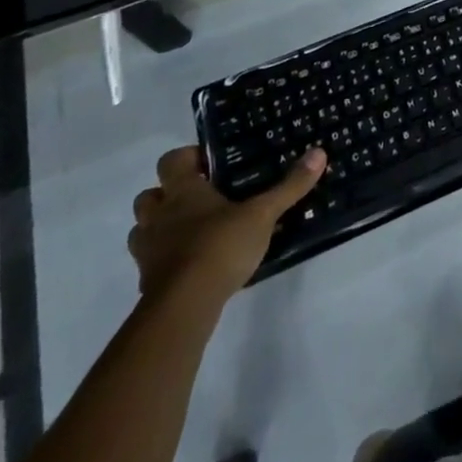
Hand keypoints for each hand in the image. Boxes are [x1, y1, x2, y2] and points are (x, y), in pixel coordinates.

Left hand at [128, 146, 322, 303]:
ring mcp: (149, 252)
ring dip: (160, 228)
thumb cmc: (220, 247)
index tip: (209, 163)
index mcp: (183, 192)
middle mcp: (160, 217)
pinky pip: (151, 263)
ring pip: (143, 231)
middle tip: (199, 198)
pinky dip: (165, 261)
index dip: (186, 158)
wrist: (183, 309)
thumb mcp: (263, 214)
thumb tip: (319, 153)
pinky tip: (191, 266)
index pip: (170, 161)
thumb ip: (289, 186)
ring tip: (192, 231)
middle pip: (148, 196)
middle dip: (167, 195)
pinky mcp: (148, 284)